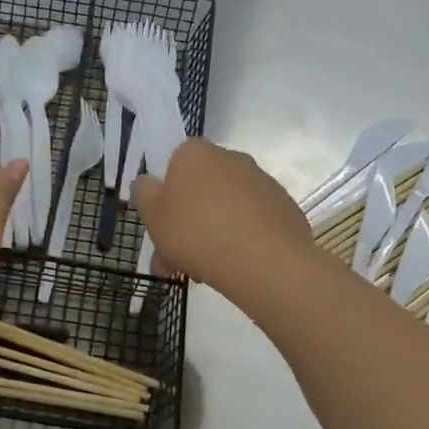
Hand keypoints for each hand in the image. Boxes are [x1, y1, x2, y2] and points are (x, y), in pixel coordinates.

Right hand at [131, 139, 319, 304]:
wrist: (265, 262)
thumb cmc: (197, 233)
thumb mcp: (153, 217)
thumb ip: (144, 194)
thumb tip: (148, 181)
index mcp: (195, 153)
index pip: (174, 163)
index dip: (164, 195)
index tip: (160, 226)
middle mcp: (230, 158)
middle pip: (199, 190)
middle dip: (184, 224)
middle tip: (172, 261)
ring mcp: (261, 181)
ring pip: (224, 209)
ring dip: (210, 236)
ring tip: (201, 275)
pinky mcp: (283, 206)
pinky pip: (251, 221)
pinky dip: (240, 240)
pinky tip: (233, 268)